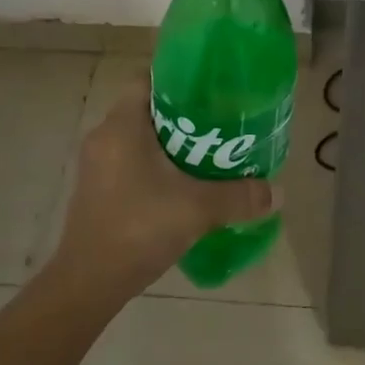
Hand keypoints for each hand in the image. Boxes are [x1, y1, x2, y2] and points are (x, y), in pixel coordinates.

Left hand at [49, 77, 279, 299]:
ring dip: (169, 142)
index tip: (210, 89)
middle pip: (146, 109)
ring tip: (207, 152)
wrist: (87, 285)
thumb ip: (239, 196)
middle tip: (219, 122)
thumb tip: (277, 192)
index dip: (178, 78)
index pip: (147, 79)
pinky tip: (182, 184)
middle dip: (182, 114)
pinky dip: (155, 165)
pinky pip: (130, 162)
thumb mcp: (197, 209)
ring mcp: (96, 166)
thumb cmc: (138, 228)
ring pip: (138, 138)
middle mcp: (104, 137)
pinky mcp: (96, 191)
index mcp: (122, 125)